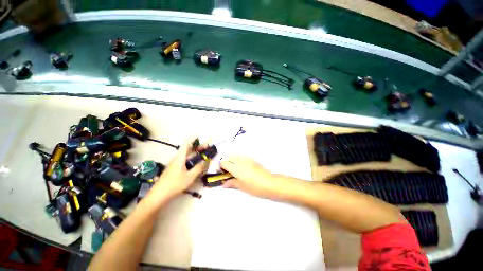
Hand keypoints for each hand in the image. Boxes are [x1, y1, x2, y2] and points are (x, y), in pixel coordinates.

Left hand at [147, 139, 206, 202]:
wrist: (159, 195)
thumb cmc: (175, 184)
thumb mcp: (190, 176)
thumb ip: (198, 168)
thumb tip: (205, 161)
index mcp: (180, 158)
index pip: (186, 145)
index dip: (192, 139)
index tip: (197, 135)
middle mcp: (177, 159)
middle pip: (187, 150)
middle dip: (197, 147)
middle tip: (206, 147)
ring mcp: (175, 164)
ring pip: (186, 156)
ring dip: (194, 154)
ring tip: (203, 155)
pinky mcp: (174, 170)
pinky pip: (184, 162)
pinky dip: (191, 160)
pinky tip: (195, 165)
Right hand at [221, 156, 278, 198]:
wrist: (270, 183)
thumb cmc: (255, 187)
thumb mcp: (242, 186)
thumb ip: (231, 183)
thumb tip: (224, 184)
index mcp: (236, 168)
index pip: (224, 163)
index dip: (221, 168)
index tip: (223, 174)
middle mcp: (240, 161)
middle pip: (229, 157)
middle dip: (226, 163)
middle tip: (229, 172)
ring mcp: (247, 159)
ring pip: (235, 156)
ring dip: (232, 161)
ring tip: (235, 170)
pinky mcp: (252, 159)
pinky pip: (242, 157)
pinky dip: (239, 160)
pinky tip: (243, 168)